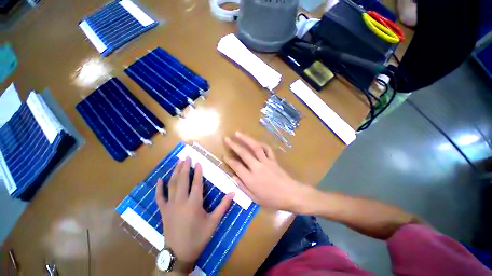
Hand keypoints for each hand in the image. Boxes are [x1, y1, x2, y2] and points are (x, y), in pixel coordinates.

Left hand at [155, 157, 233, 269]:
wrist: (179, 254)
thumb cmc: (198, 237)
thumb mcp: (214, 222)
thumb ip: (223, 206)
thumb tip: (233, 193)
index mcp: (194, 204)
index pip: (196, 183)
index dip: (198, 172)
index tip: (198, 162)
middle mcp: (181, 201)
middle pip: (183, 180)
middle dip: (185, 167)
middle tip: (186, 157)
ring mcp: (170, 206)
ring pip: (172, 185)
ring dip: (175, 172)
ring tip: (177, 162)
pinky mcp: (163, 211)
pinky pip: (159, 197)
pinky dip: (159, 187)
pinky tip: (160, 179)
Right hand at [224, 132, 309, 211]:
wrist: (291, 194)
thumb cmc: (272, 199)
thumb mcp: (254, 198)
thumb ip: (242, 187)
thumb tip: (233, 176)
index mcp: (251, 179)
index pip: (237, 166)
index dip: (229, 160)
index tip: (224, 155)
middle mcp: (257, 167)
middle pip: (244, 153)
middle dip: (234, 145)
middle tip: (227, 139)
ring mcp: (266, 161)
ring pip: (255, 147)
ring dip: (246, 139)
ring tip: (238, 133)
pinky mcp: (273, 159)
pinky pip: (267, 149)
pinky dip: (261, 144)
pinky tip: (256, 142)